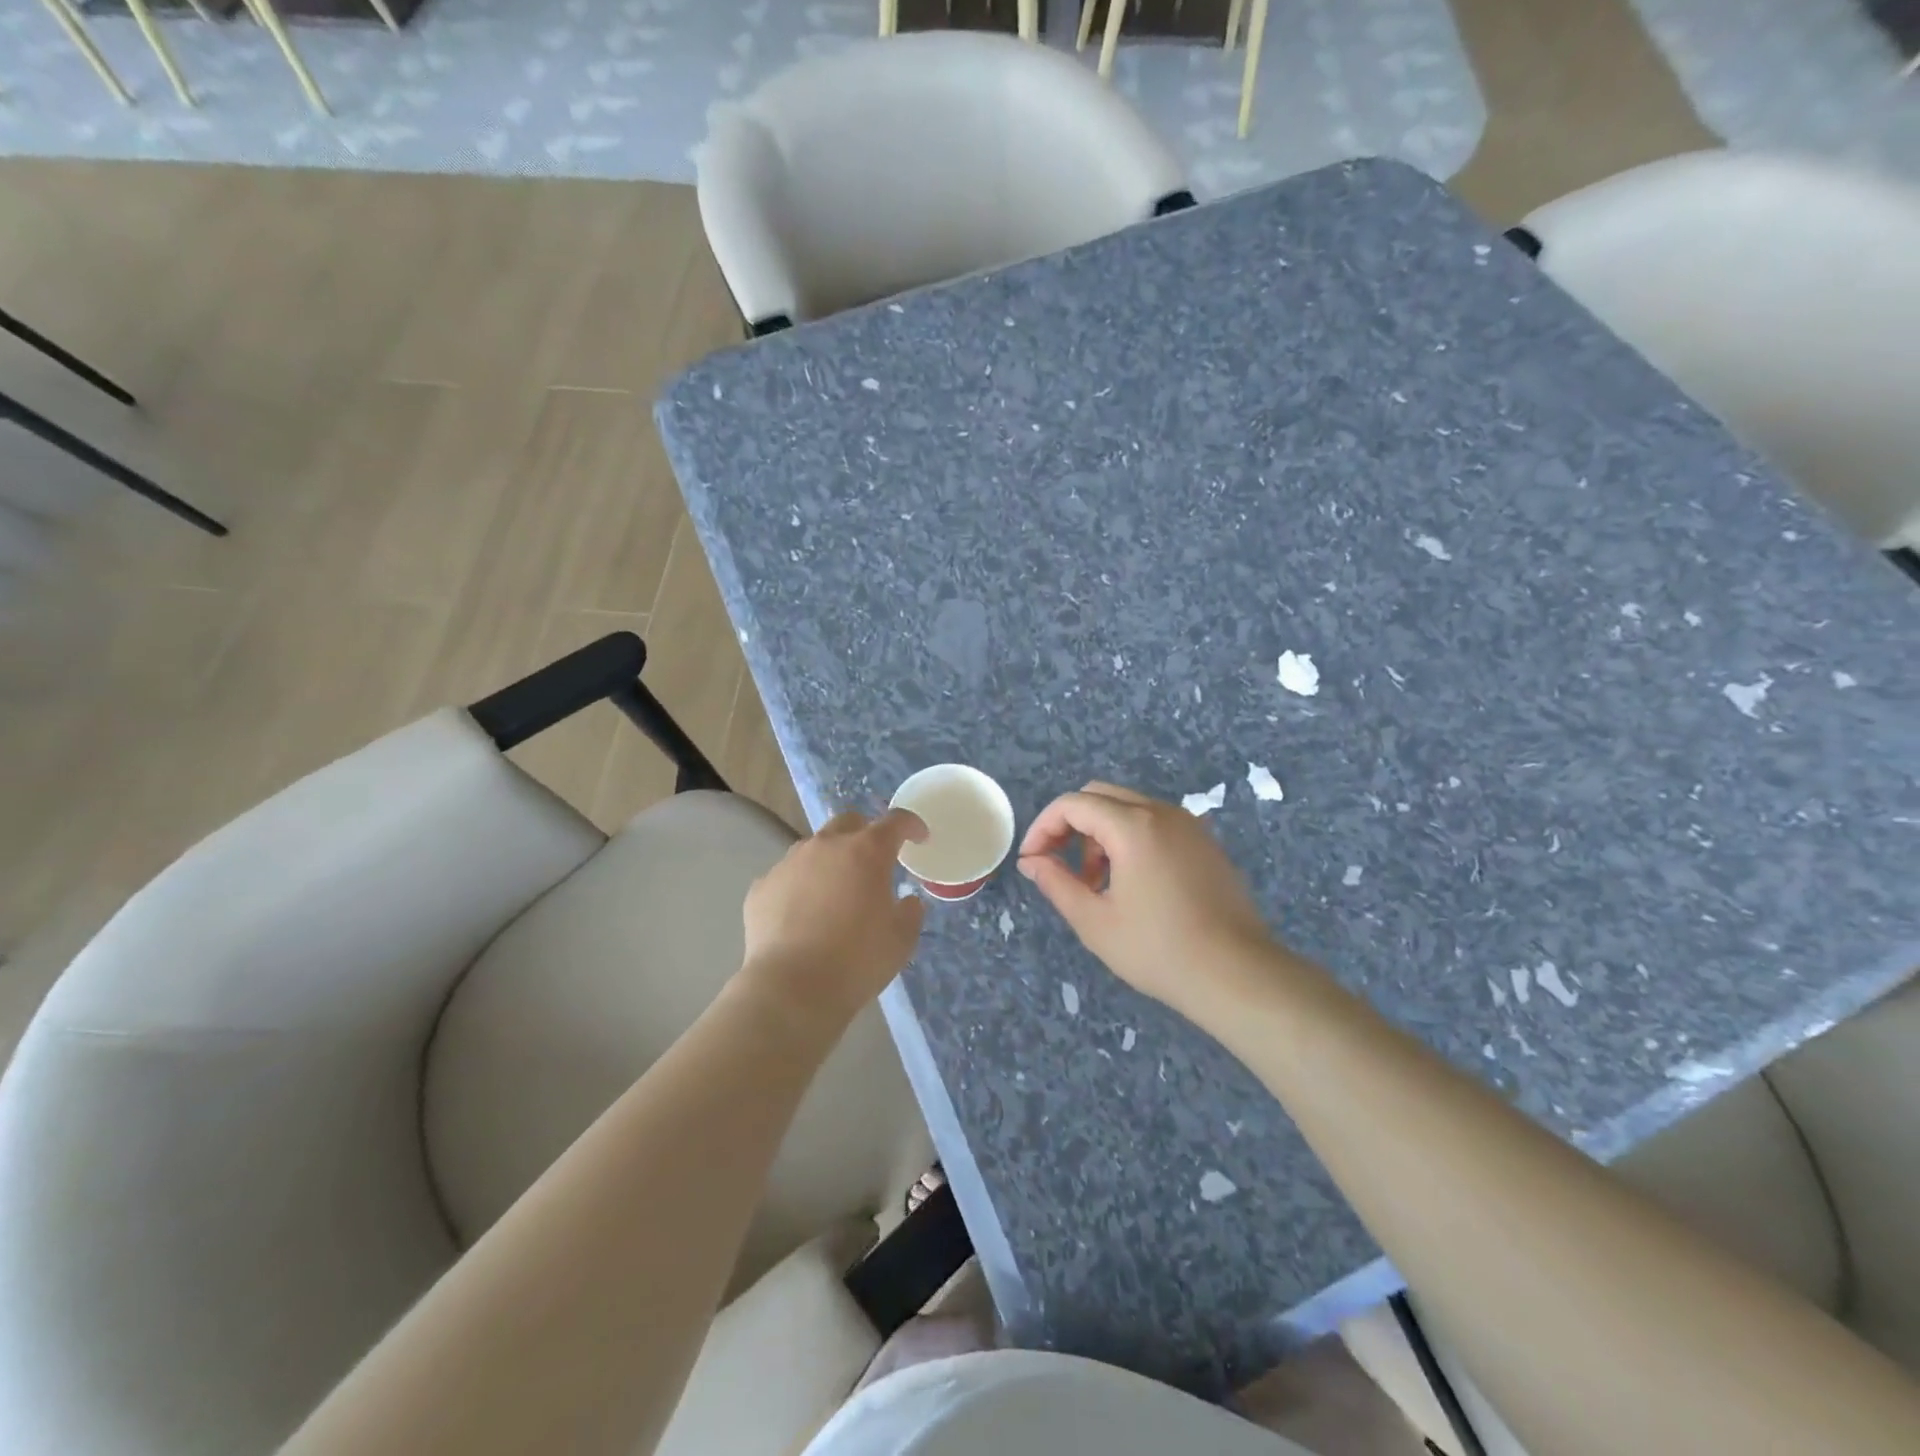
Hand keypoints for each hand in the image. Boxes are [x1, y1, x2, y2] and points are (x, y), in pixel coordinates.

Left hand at [740, 808, 927, 1032]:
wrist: (791, 989)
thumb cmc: (857, 960)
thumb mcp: (901, 939)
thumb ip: (910, 912)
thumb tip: (906, 901)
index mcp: (866, 852)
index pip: (895, 822)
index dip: (910, 825)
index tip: (919, 837)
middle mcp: (825, 846)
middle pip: (849, 823)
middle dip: (865, 834)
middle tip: (873, 862)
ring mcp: (788, 864)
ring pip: (814, 848)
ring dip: (830, 861)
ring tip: (834, 893)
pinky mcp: (761, 887)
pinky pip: (787, 877)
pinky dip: (800, 887)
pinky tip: (801, 916)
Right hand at [1017, 782, 1277, 1022]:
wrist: (1237, 974)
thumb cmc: (1158, 950)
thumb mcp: (1094, 921)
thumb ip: (1056, 882)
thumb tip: (1033, 861)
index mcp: (1132, 825)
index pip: (1072, 804)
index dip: (1043, 827)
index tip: (1033, 861)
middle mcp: (1161, 812)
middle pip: (1100, 796)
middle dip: (1071, 825)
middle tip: (1059, 865)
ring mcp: (1188, 825)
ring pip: (1128, 808)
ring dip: (1100, 833)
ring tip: (1096, 882)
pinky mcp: (1205, 843)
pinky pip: (1155, 823)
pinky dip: (1130, 838)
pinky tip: (1132, 883)